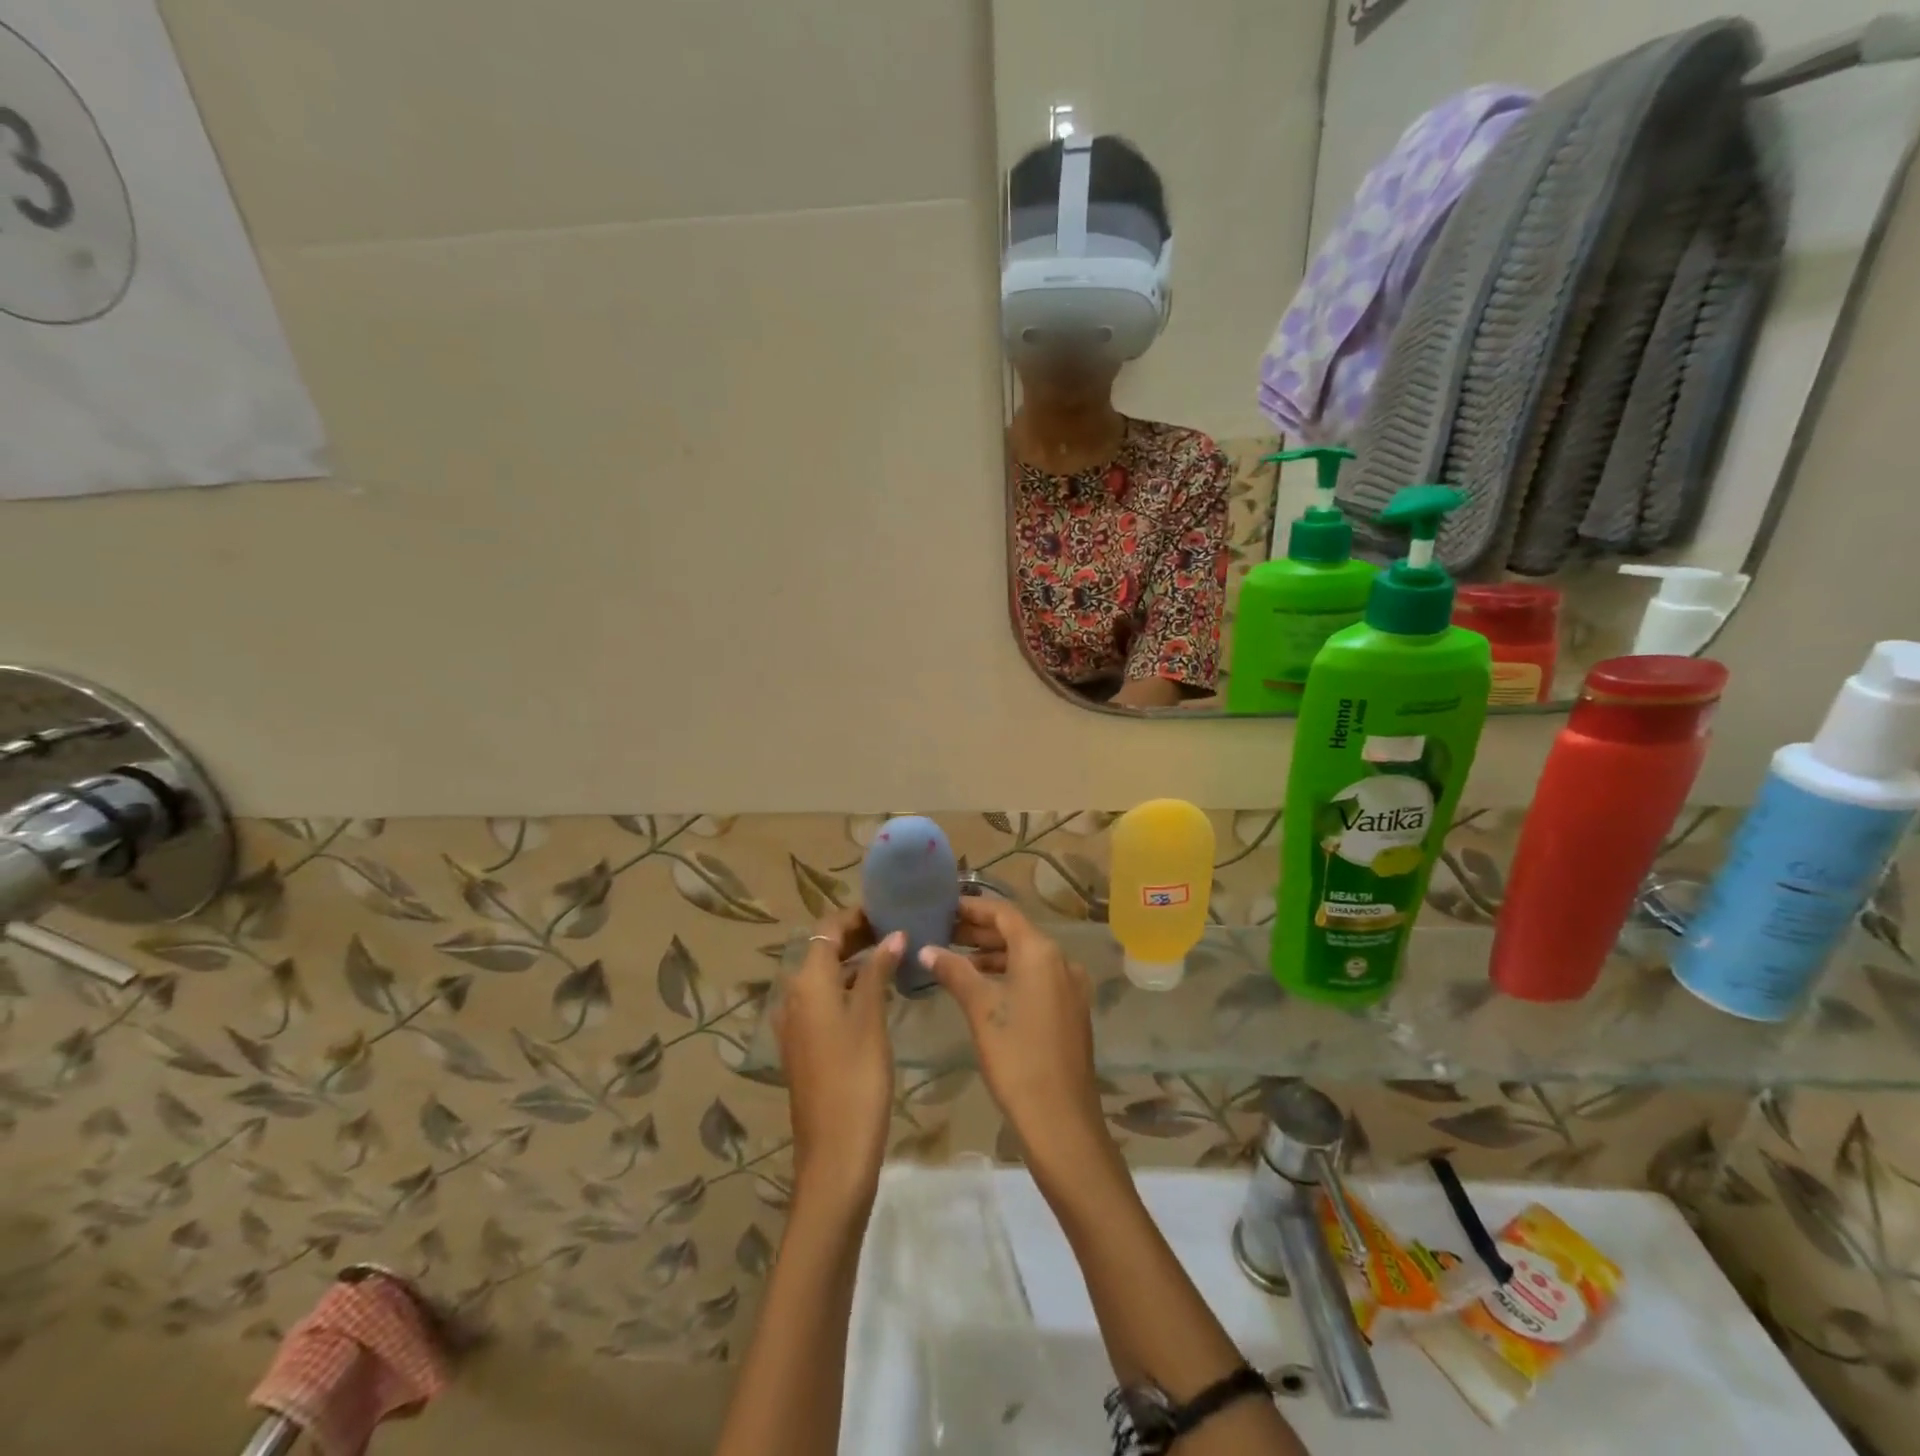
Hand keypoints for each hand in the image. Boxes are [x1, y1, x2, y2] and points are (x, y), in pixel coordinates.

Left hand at [776, 909, 899, 1213]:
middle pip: (822, 950)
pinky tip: (878, 994)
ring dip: (854, 961)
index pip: (827, 929)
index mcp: (807, 982)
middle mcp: (794, 996)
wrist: (834, 1155)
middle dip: (857, 935)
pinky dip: (848, 987)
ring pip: (824, 976)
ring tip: (894, 955)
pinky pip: (824, 1000)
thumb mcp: (871, 1018)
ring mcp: (796, 1024)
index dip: (856, 915)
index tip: (889, 909)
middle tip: (898, 930)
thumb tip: (893, 934)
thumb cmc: (856, 1078)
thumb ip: (879, 970)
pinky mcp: (804, 1046)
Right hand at [918, 899, 1116, 1180]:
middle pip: (1015, 932)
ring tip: (953, 958)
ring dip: (991, 955)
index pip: (1003, 913)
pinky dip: (1008, 974)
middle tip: (940, 931)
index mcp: (1041, 951)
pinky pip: (1035, 978)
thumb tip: (927, 949)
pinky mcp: (1070, 1010)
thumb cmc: (1016, 1056)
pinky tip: (981, 987)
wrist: (1061, 1118)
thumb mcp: (980, 1009)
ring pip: (1025, 957)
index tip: (943, 906)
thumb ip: (954, 971)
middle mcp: (1061, 960)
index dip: (972, 907)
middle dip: (978, 931)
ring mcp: (1069, 986)